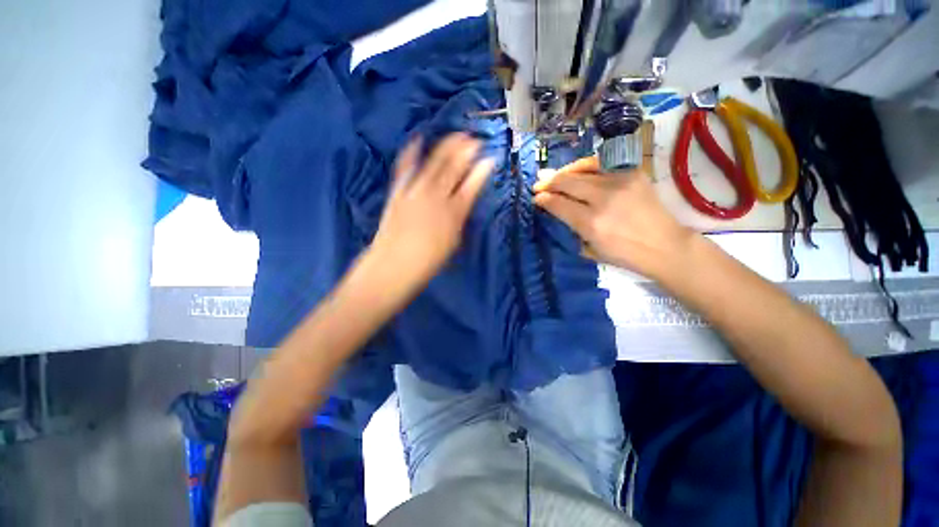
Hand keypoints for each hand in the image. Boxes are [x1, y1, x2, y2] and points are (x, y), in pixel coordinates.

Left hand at [370, 133, 493, 290]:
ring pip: (435, 161)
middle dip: (468, 150)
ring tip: (458, 134)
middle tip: (476, 140)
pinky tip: (418, 139)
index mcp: (454, 211)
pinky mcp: (399, 190)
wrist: (395, 264)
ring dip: (448, 145)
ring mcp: (416, 190)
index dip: (483, 169)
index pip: (473, 183)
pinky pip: (406, 166)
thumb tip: (466, 200)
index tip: (491, 158)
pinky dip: (412, 151)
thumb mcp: (454, 240)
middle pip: (455, 166)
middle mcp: (437, 195)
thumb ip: (461, 217)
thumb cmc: (429, 259)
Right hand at [533, 157, 693, 278]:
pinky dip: (584, 166)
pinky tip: (576, 171)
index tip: (536, 198)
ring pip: (582, 169)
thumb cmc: (625, 255)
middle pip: (567, 183)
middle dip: (548, 183)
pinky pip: (601, 163)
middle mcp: (603, 199)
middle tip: (538, 185)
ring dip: (563, 172)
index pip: (558, 204)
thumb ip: (571, 227)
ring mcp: (620, 182)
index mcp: (591, 224)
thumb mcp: (590, 249)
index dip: (543, 199)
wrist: (665, 245)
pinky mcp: (633, 173)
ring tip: (553, 176)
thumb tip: (555, 209)